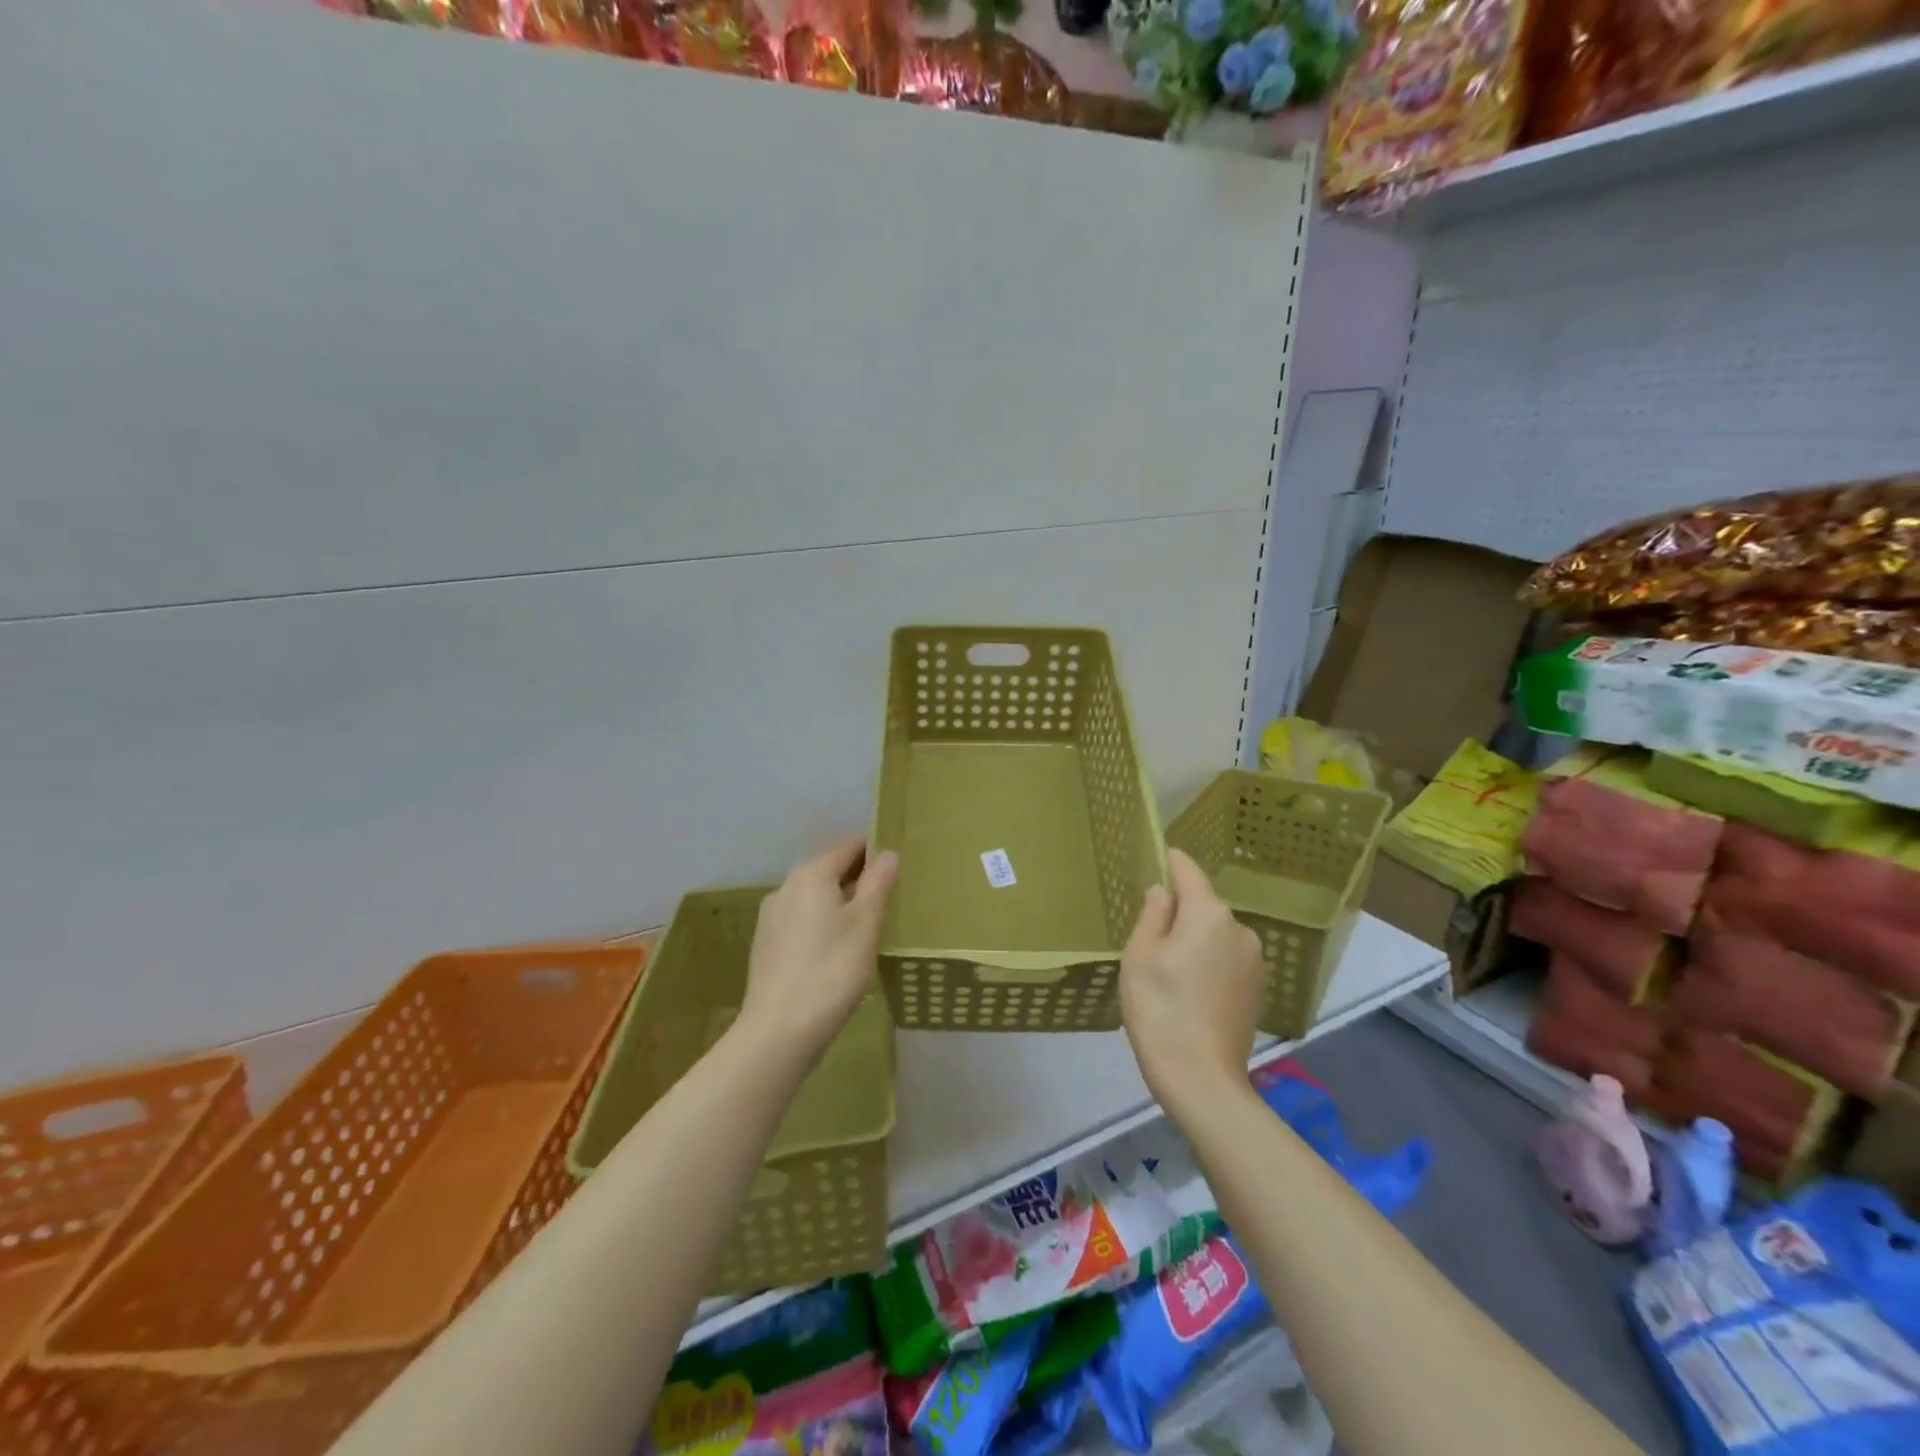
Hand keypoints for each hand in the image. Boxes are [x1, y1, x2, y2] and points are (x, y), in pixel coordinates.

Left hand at [738, 836, 898, 1061]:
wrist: (779, 1030)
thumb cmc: (831, 970)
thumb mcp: (866, 924)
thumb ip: (878, 883)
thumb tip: (887, 852)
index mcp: (811, 874)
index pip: (848, 845)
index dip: (874, 851)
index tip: (896, 870)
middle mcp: (786, 886)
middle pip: (828, 869)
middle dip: (856, 878)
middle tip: (886, 901)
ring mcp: (771, 917)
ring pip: (813, 896)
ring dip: (838, 903)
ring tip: (864, 929)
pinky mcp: (766, 945)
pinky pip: (800, 920)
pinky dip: (820, 924)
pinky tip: (835, 951)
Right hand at [1120, 849, 1265, 1108]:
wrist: (1202, 1079)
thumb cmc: (1160, 1009)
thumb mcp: (1140, 956)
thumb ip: (1152, 914)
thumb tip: (1163, 891)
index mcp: (1208, 914)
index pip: (1189, 872)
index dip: (1172, 861)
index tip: (1160, 854)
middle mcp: (1239, 929)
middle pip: (1204, 906)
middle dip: (1180, 911)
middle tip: (1150, 936)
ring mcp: (1255, 960)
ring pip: (1216, 934)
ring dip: (1196, 939)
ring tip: (1170, 970)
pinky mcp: (1259, 988)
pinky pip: (1228, 958)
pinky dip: (1210, 962)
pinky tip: (1191, 989)